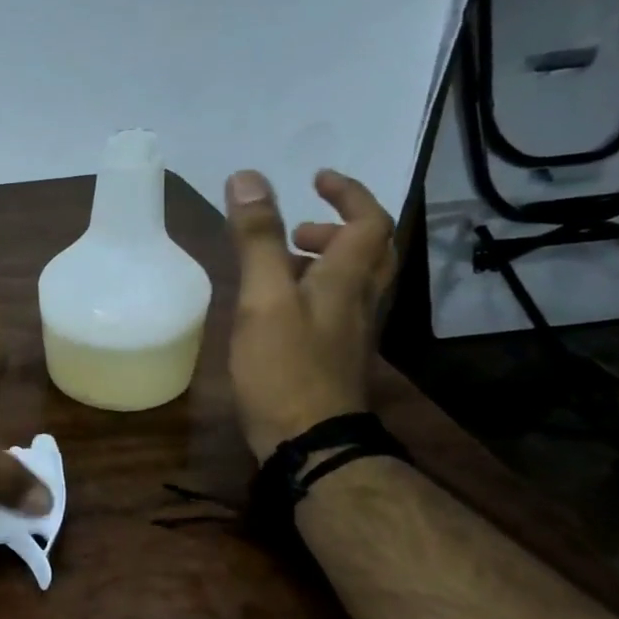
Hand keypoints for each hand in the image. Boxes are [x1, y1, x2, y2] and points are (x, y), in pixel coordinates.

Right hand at [223, 168, 397, 461]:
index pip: (368, 222)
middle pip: (370, 252)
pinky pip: (335, 306)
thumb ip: (257, 239)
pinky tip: (277, 307)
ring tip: (280, 263)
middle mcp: (359, 300)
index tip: (317, 178)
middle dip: (339, 228)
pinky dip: (314, 290)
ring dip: (325, 260)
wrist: (309, 441)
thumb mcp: (264, 297)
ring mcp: (350, 332)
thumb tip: (247, 177)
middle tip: (298, 226)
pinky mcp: (334, 356)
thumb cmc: (285, 365)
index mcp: (348, 279)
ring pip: (353, 281)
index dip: (347, 194)